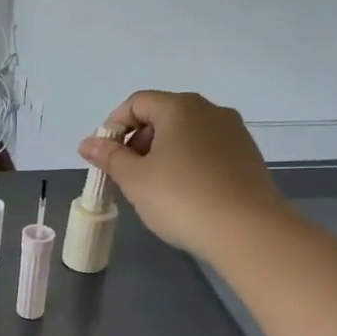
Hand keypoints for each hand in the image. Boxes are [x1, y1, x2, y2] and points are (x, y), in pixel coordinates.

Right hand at [77, 91, 292, 263]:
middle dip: (137, 140)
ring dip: (161, 153)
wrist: (249, 232)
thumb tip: (87, 143)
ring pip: (185, 133)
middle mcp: (210, 111)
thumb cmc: (181, 198)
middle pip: (162, 115)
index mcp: (180, 107)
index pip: (137, 103)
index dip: (114, 126)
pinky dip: (186, 162)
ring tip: (152, 187)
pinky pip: (206, 150)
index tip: (104, 157)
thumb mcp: (134, 179)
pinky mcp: (247, 157)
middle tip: (125, 174)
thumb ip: (109, 156)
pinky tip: (182, 193)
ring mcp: (233, 133)